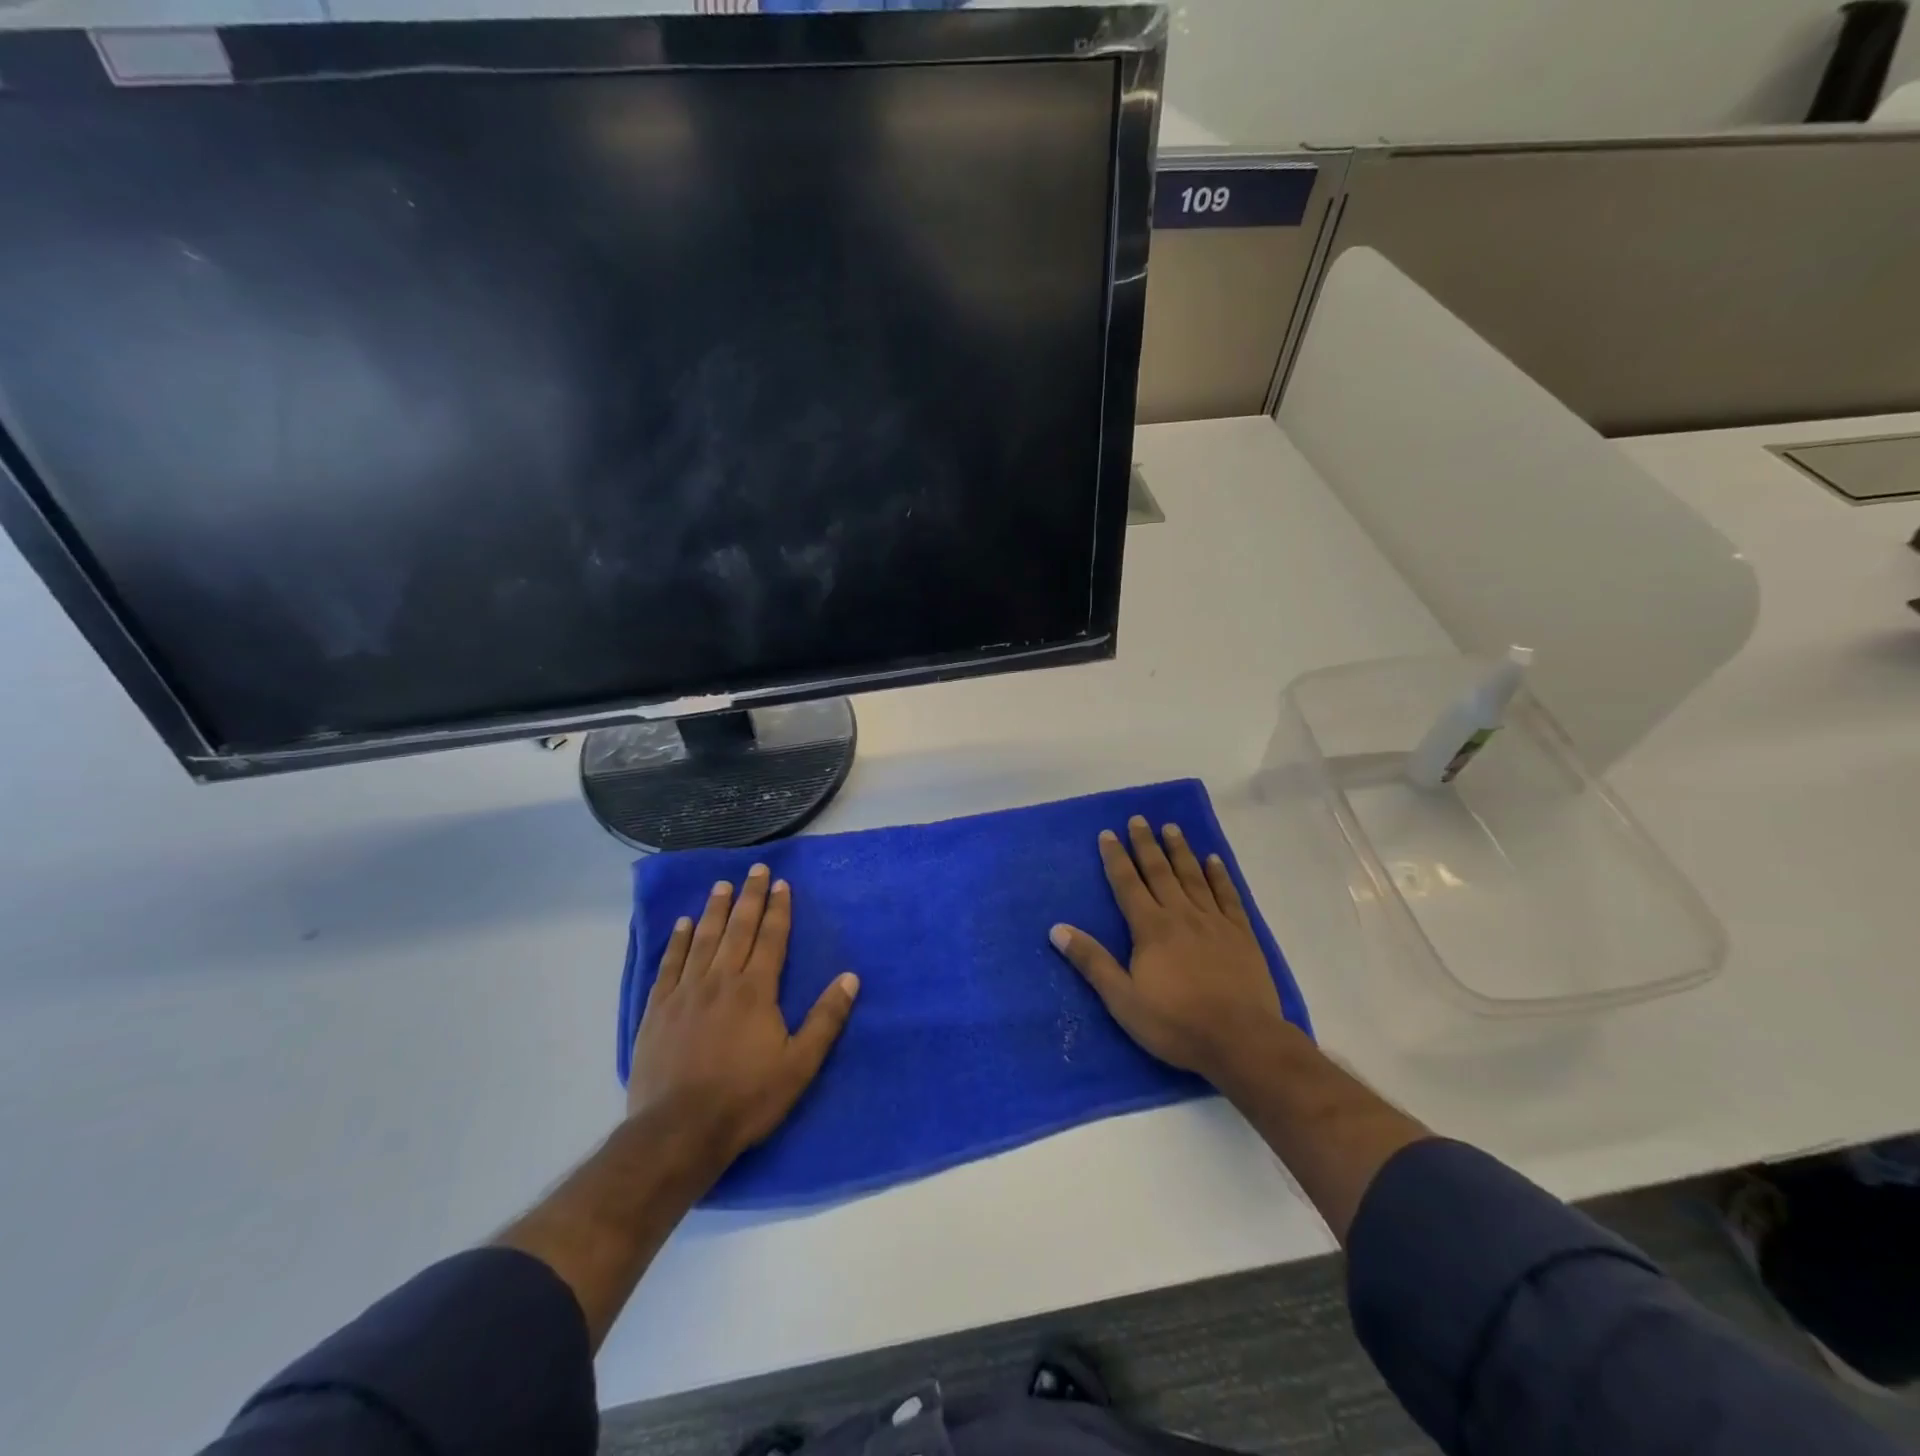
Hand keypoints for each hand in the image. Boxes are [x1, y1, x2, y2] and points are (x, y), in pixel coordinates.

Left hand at [628, 865, 858, 1173]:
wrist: (678, 1131)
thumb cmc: (746, 1098)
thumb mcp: (799, 1065)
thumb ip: (825, 1019)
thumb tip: (850, 978)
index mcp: (756, 990)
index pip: (770, 939)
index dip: (778, 909)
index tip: (782, 884)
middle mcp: (720, 980)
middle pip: (737, 929)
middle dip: (750, 897)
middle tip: (755, 868)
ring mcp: (685, 992)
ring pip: (703, 939)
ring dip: (715, 910)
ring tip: (721, 885)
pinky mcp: (658, 1009)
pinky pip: (670, 964)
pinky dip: (677, 941)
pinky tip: (682, 925)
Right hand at [1049, 816, 1297, 1087]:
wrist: (1241, 1041)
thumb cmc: (1175, 1023)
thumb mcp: (1122, 999)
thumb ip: (1092, 962)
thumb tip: (1057, 929)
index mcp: (1151, 928)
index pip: (1128, 884)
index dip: (1116, 858)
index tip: (1108, 833)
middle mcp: (1181, 915)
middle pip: (1160, 872)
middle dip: (1146, 844)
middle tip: (1138, 819)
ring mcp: (1214, 922)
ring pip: (1193, 877)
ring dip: (1180, 851)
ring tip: (1172, 828)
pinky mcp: (1241, 935)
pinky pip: (1228, 896)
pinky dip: (1219, 875)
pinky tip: (1213, 860)